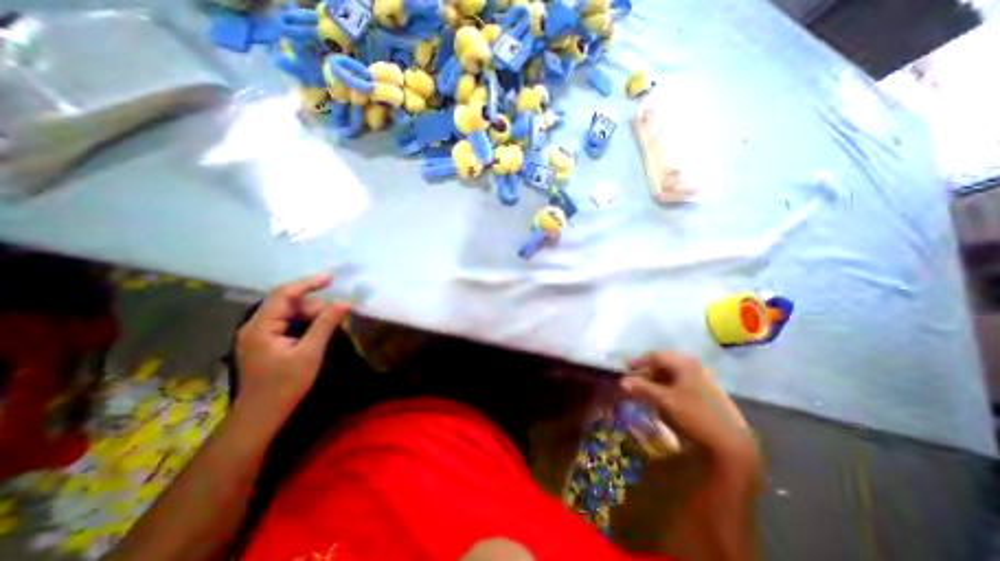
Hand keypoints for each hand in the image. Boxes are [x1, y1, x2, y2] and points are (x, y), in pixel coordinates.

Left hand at [236, 272, 347, 420]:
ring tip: (331, 326)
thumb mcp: (310, 353)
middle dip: (315, 307)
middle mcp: (256, 326)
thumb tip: (344, 303)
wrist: (261, 416)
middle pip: (289, 304)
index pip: (284, 294)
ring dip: (312, 316)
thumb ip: (325, 325)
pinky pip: (288, 324)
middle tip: (338, 317)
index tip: (331, 278)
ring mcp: (259, 335)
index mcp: (261, 326)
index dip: (308, 283)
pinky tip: (318, 332)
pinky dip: (305, 324)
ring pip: (290, 314)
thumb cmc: (284, 385)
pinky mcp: (266, 343)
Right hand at [619, 352, 757, 475]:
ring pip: (673, 374)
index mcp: (684, 363)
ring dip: (657, 380)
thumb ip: (642, 388)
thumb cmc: (695, 415)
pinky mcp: (708, 392)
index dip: (639, 361)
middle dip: (647, 371)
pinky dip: (668, 387)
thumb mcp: (664, 401)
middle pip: (664, 364)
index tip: (626, 368)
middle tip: (635, 380)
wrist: (732, 442)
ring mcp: (703, 379)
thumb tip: (622, 381)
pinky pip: (681, 383)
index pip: (655, 355)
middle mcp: (694, 366)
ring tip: (647, 390)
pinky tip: (664, 398)